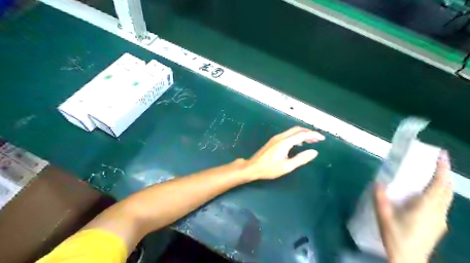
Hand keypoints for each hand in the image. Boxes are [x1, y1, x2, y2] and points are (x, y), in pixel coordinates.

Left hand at [247, 125, 325, 179]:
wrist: (253, 167)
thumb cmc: (269, 168)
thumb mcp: (287, 166)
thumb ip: (301, 158)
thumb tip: (314, 152)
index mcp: (285, 142)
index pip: (302, 134)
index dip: (313, 135)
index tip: (322, 138)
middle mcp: (280, 137)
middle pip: (297, 129)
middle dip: (308, 132)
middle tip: (317, 139)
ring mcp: (276, 138)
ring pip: (292, 131)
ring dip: (302, 134)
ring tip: (311, 141)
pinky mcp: (273, 141)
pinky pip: (287, 135)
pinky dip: (296, 136)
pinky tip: (298, 143)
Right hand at [373, 151, 453, 262]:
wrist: (408, 260)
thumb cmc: (396, 237)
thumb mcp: (383, 216)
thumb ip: (380, 198)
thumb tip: (378, 182)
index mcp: (426, 208)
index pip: (439, 185)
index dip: (442, 169)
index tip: (442, 155)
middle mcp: (438, 212)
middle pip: (447, 190)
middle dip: (444, 174)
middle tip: (436, 162)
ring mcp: (440, 220)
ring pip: (446, 198)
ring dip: (442, 184)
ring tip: (431, 175)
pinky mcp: (438, 226)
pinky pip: (442, 205)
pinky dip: (438, 194)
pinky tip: (425, 196)